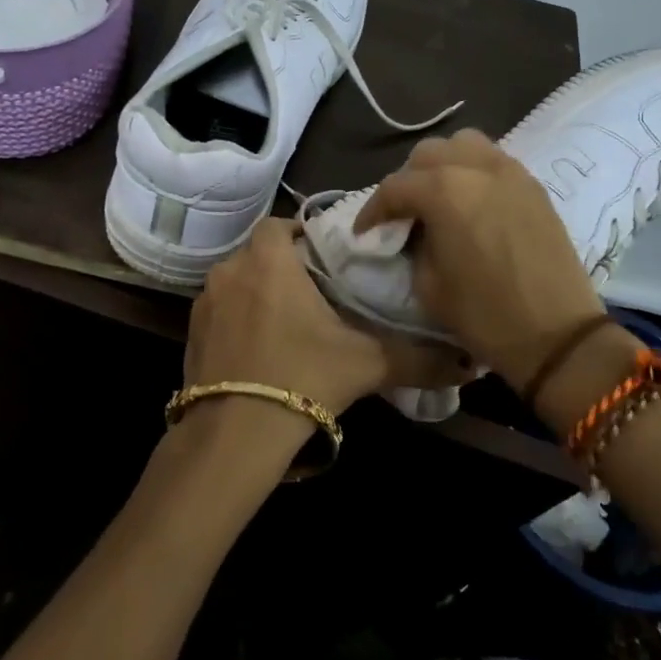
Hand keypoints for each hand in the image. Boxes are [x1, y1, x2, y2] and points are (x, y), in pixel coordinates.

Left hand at [186, 219, 471, 416]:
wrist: (233, 435)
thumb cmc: (302, 377)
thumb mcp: (367, 364)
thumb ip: (419, 358)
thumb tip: (469, 364)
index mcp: (268, 261)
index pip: (280, 224)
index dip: (302, 235)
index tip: (327, 257)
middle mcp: (230, 271)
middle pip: (259, 254)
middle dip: (284, 267)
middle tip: (317, 294)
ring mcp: (204, 304)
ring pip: (238, 283)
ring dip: (259, 294)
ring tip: (289, 324)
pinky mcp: (191, 335)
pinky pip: (220, 313)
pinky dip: (238, 321)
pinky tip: (260, 351)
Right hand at [354, 129, 605, 394]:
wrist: (558, 335)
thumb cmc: (485, 316)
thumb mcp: (428, 285)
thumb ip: (414, 245)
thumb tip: (414, 231)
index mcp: (444, 192)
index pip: (394, 188)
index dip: (373, 210)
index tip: (365, 232)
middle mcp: (476, 168)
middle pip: (427, 154)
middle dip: (408, 181)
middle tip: (402, 213)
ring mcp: (510, 172)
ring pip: (464, 145)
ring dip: (443, 166)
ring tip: (438, 198)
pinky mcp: (533, 186)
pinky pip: (493, 161)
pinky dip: (473, 172)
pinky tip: (470, 202)